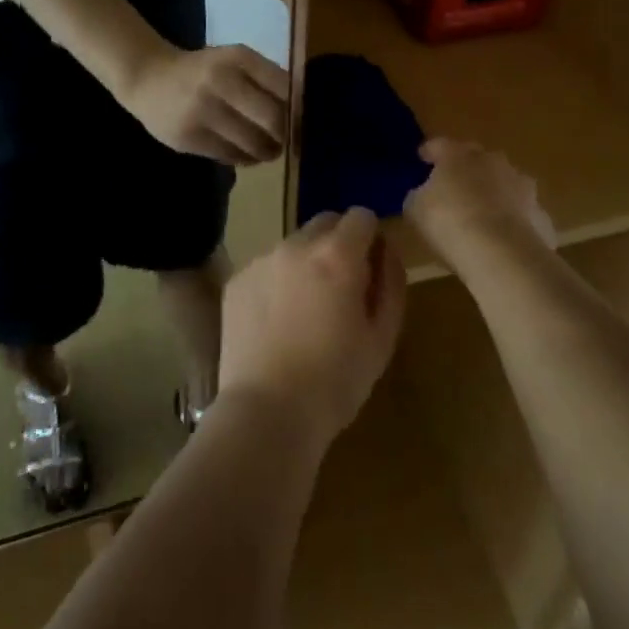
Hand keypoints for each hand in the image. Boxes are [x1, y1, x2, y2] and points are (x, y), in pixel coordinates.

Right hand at [121, 44, 287, 164]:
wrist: (148, 79)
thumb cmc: (203, 71)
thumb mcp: (234, 61)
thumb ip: (266, 79)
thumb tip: (302, 111)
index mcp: (239, 58)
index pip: (285, 87)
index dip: (300, 109)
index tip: (305, 120)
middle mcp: (221, 80)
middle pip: (274, 119)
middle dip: (287, 136)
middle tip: (290, 142)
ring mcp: (203, 110)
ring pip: (253, 143)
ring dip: (268, 151)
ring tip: (270, 150)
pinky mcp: (190, 137)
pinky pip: (230, 155)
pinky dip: (246, 158)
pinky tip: (246, 153)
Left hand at [217, 208, 406, 449]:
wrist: (267, 412)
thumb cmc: (335, 381)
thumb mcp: (382, 337)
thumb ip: (391, 283)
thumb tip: (386, 250)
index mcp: (337, 255)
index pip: (361, 216)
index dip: (370, 238)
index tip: (370, 268)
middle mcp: (296, 245)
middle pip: (325, 223)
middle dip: (339, 244)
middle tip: (341, 288)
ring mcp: (262, 260)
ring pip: (294, 245)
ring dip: (306, 263)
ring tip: (306, 312)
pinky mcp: (237, 280)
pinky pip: (267, 267)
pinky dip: (277, 282)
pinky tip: (277, 323)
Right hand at [404, 138, 556, 268]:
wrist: (502, 254)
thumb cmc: (450, 222)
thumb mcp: (416, 209)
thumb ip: (419, 195)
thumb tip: (423, 193)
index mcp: (458, 155)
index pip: (439, 145)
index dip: (429, 152)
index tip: (422, 159)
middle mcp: (493, 162)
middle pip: (477, 159)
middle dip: (466, 170)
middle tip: (454, 187)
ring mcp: (522, 187)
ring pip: (505, 184)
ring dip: (494, 194)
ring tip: (482, 214)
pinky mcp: (541, 215)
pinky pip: (522, 213)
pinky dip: (513, 221)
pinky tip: (503, 240)